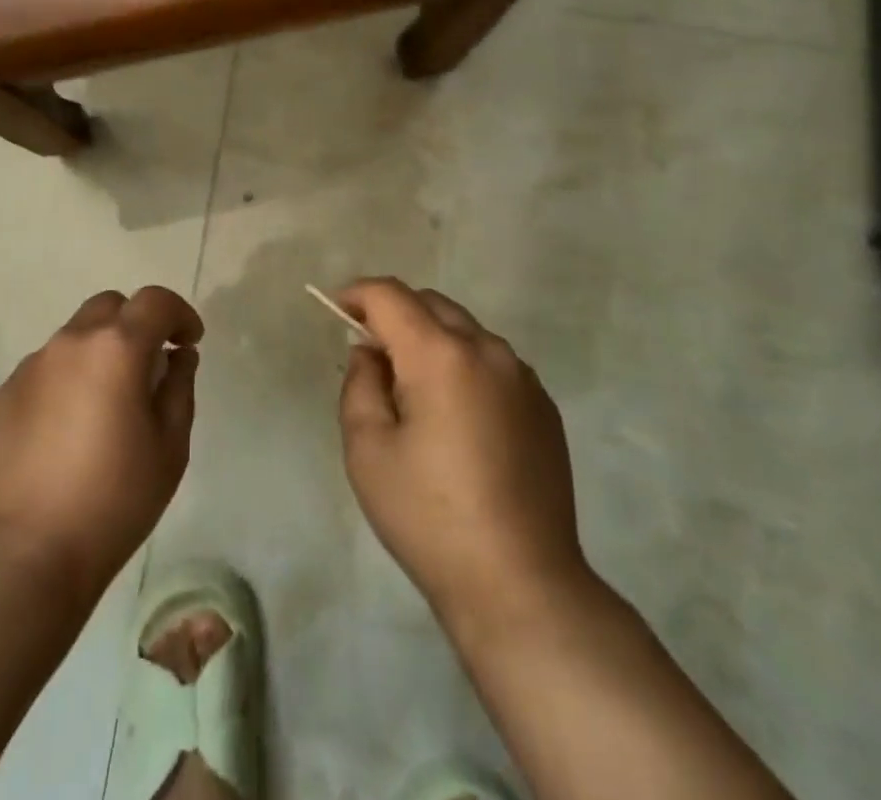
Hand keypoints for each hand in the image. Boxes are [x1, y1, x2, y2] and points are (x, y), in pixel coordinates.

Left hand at [0, 287, 201, 603]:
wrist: (23, 555)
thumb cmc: (113, 500)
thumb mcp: (170, 447)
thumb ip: (180, 387)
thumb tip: (176, 356)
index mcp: (116, 348)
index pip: (155, 301)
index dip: (179, 314)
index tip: (188, 343)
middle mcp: (70, 343)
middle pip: (110, 307)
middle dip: (136, 325)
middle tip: (148, 367)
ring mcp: (30, 367)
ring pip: (74, 337)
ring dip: (98, 353)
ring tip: (105, 405)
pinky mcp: (1, 396)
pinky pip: (45, 370)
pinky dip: (66, 381)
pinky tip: (67, 431)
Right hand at [338, 279, 596, 637]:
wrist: (522, 586)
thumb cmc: (430, 518)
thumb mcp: (368, 450)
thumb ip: (360, 384)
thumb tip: (371, 352)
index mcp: (441, 355)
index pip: (391, 296)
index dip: (357, 294)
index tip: (336, 311)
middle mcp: (487, 350)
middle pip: (431, 304)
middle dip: (394, 314)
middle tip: (370, 354)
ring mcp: (523, 377)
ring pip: (464, 331)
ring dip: (431, 339)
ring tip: (413, 390)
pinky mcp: (544, 406)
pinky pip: (492, 362)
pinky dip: (463, 365)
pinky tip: (456, 417)